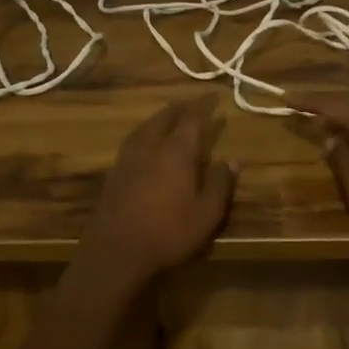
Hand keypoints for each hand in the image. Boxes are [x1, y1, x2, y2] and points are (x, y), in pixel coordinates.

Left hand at [80, 95, 237, 284]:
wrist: (115, 253)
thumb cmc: (168, 233)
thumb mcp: (206, 214)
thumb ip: (221, 184)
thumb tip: (235, 160)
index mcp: (176, 152)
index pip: (192, 119)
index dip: (204, 105)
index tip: (214, 96)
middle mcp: (150, 147)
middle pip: (165, 118)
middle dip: (180, 108)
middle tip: (192, 104)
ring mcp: (128, 159)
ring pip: (145, 127)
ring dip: (160, 118)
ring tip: (168, 117)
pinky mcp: (114, 174)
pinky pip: (133, 141)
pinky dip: (145, 133)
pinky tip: (145, 143)